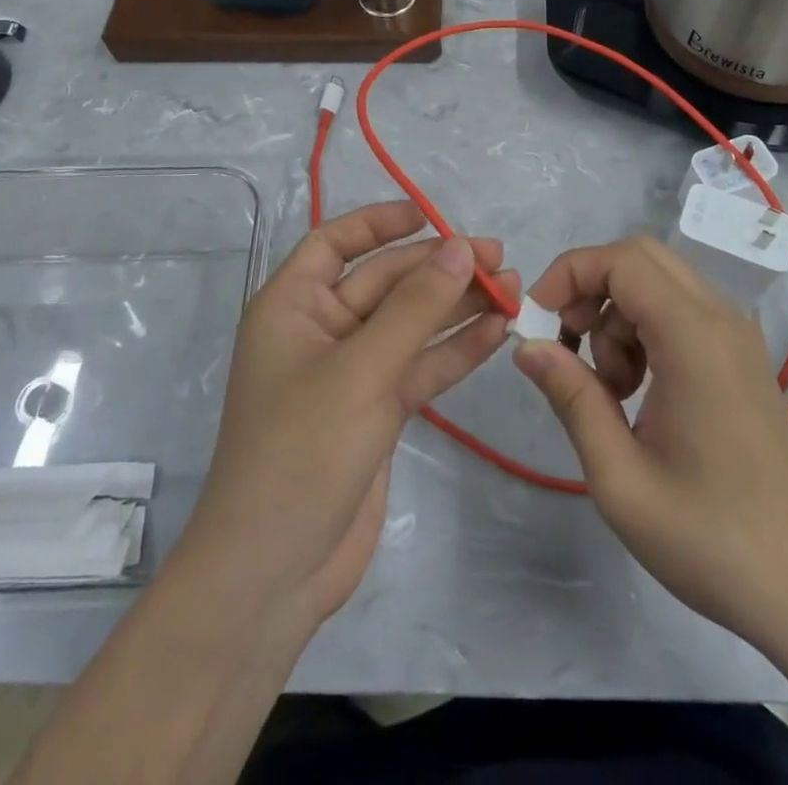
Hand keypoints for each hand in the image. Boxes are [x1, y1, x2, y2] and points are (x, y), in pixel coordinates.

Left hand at [179, 201, 514, 629]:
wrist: (274, 573)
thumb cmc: (301, 451)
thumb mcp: (360, 370)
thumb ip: (415, 308)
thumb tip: (458, 246)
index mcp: (292, 306)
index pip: (334, 243)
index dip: (378, 222)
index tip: (430, 214)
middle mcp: (321, 331)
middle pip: (385, 282)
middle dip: (438, 268)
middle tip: (497, 257)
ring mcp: (352, 373)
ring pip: (410, 324)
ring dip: (457, 306)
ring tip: (512, 288)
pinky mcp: (378, 410)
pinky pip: (421, 365)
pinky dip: (456, 349)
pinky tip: (498, 331)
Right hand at [513, 235, 787, 648]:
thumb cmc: (708, 538)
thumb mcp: (619, 477)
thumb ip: (571, 397)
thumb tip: (527, 346)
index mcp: (694, 337)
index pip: (621, 260)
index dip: (568, 275)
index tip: (536, 323)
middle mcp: (721, 319)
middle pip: (640, 257)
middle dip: (589, 287)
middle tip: (566, 346)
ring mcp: (736, 335)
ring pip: (657, 282)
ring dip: (615, 315)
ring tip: (608, 388)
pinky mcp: (740, 356)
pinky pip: (678, 310)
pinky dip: (643, 330)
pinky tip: (637, 391)